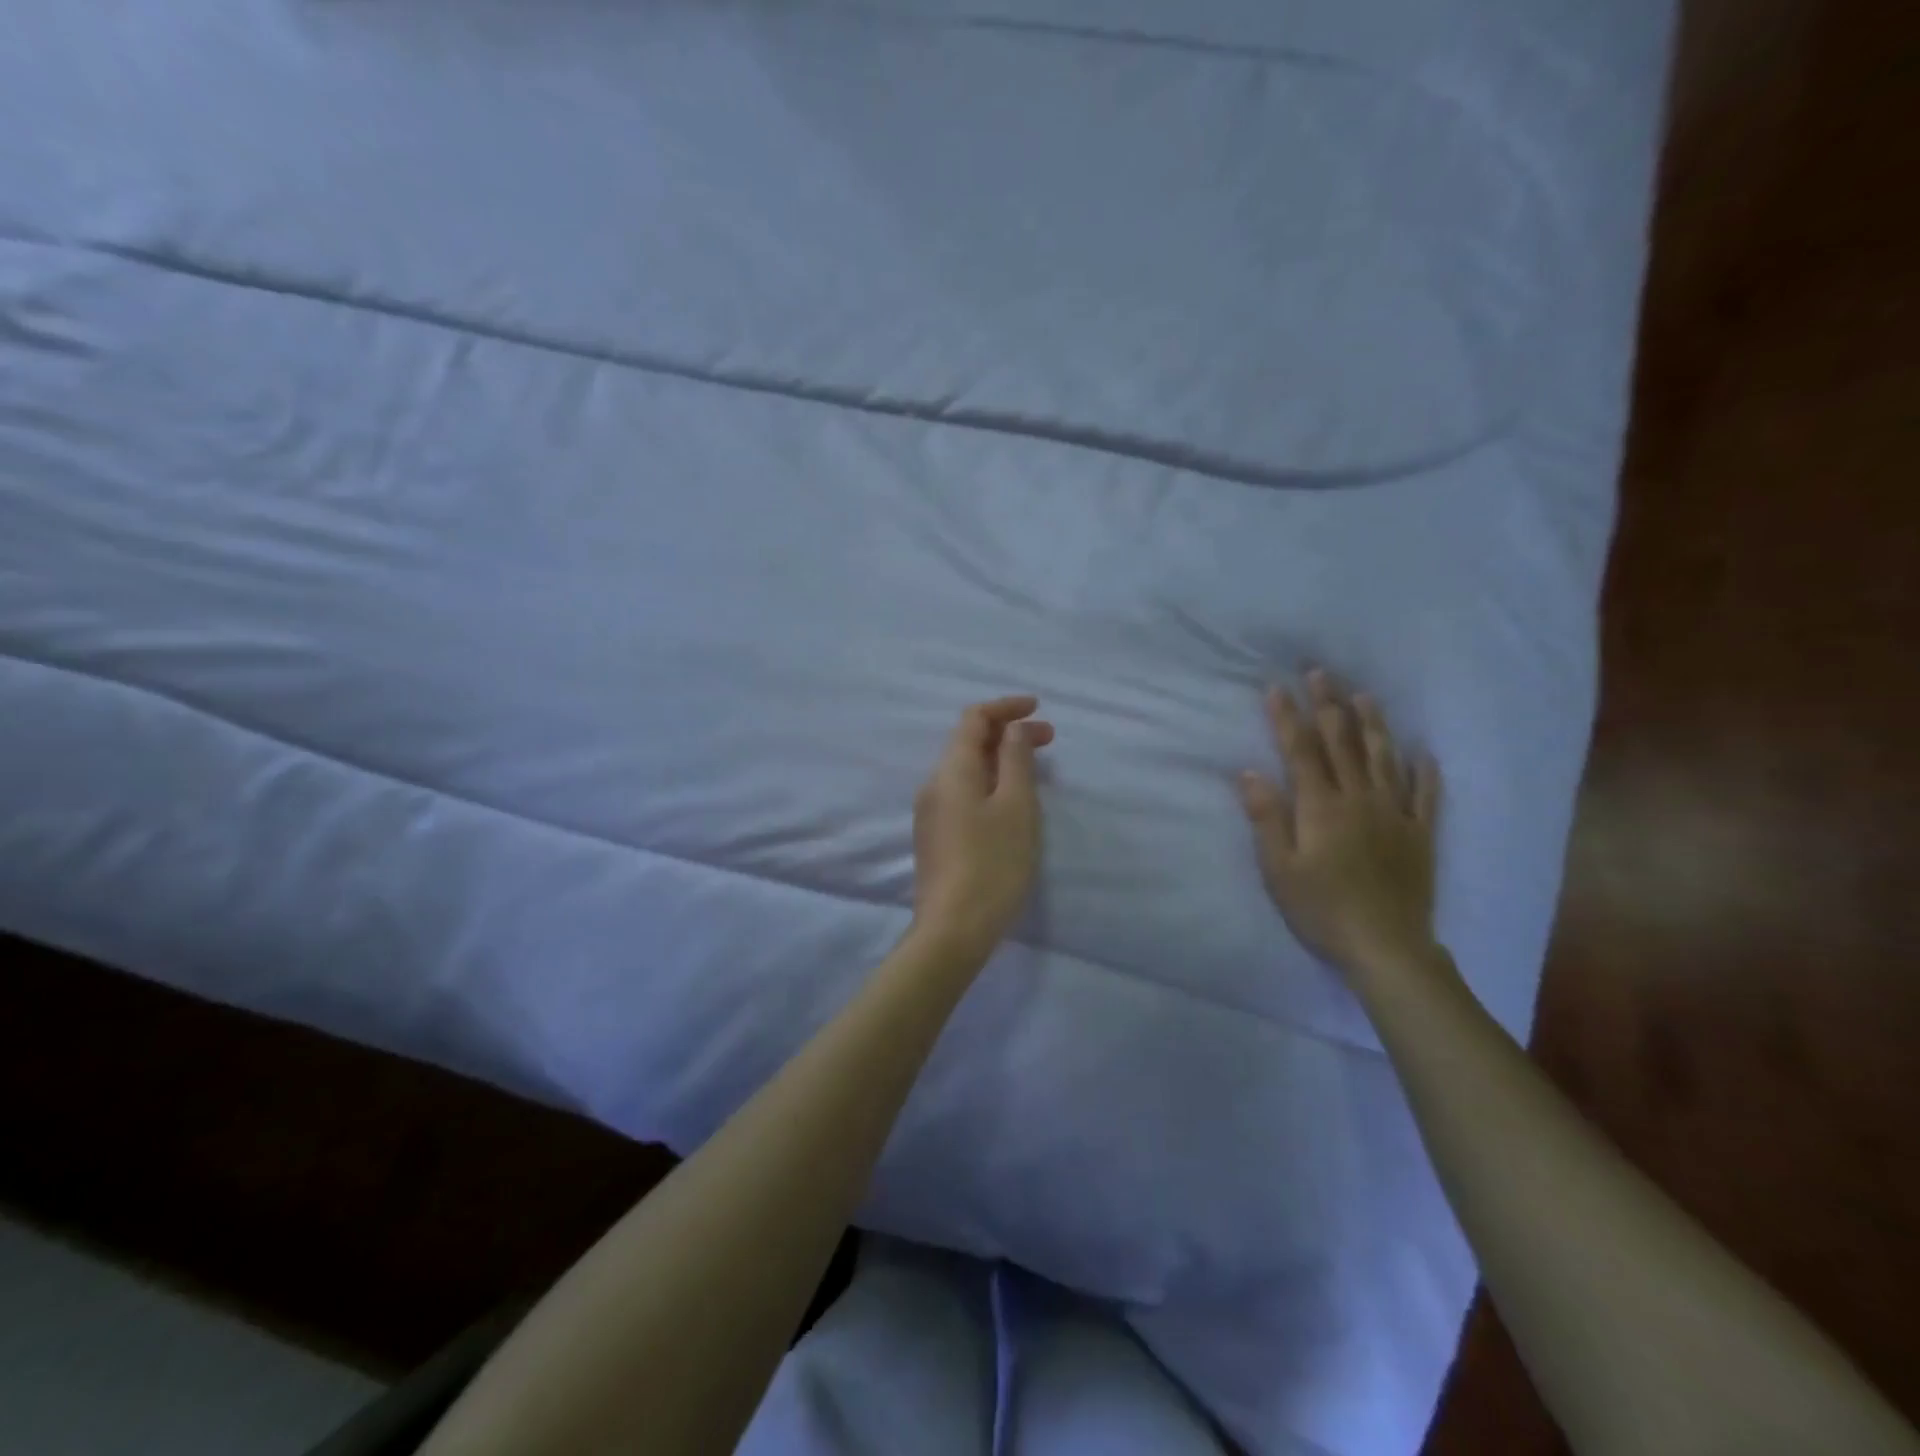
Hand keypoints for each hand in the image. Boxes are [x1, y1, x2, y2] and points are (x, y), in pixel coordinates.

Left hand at [911, 696, 1054, 966]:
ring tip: (1035, 769)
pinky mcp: (936, 837)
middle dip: (1008, 733)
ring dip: (1000, 759)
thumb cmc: (993, 863)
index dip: (1005, 706)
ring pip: (966, 770)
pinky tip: (1012, 802)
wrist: (953, 929)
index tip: (1038, 707)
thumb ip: (1015, 760)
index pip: (973, 718)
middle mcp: (934, 784)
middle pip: (968, 742)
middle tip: (1049, 740)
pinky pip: (963, 793)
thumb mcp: (1016, 806)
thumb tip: (1012, 730)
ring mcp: (931, 812)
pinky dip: (990, 783)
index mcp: (951, 770)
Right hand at [1239, 669, 1440, 982]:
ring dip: (1372, 724)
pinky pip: (1426, 795)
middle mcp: (1359, 799)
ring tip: (1364, 695)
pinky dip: (1425, 771)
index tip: (1276, 688)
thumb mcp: (1279, 869)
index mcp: (1321, 807)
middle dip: (1328, 705)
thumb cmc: (1321, 909)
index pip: (1301, 751)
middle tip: (1320, 673)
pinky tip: (1423, 752)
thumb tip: (1250, 773)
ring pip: (1384, 758)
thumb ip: (1267, 818)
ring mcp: (1395, 814)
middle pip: (1342, 744)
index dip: (1287, 718)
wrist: (1386, 947)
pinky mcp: (1421, 834)